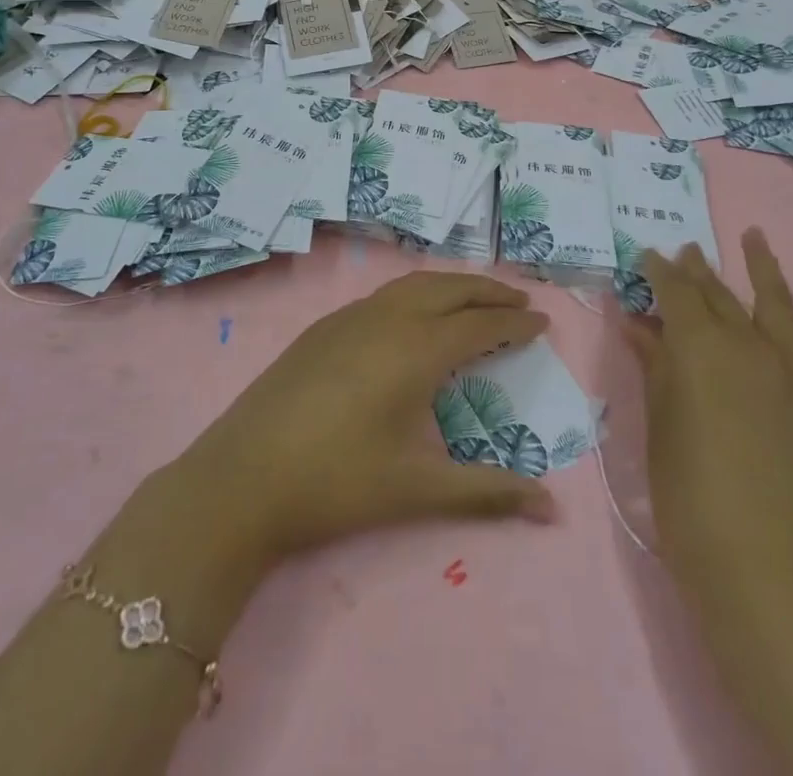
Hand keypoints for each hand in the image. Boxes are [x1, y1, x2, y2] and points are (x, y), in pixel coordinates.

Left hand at [162, 271, 556, 566]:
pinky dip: (418, 293)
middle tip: (519, 302)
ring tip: (476, 300)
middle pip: (450, 289)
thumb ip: (487, 492)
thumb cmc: (335, 483)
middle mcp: (387, 319)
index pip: (479, 325)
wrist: (241, 478)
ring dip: (452, 286)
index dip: (514, 323)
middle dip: (489, 291)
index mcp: (415, 350)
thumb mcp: (416, 490)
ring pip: (414, 284)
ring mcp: (350, 317)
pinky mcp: (324, 327)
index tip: (543, 321)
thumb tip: (551, 508)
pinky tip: (415, 317)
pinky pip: (385, 294)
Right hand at [625, 229, 792, 604]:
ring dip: (763, 266)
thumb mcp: (658, 422)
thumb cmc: (688, 493)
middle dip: (697, 271)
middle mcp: (747, 344)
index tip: (647, 257)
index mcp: (698, 346)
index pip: (674, 292)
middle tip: (684, 252)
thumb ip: (654, 366)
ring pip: (778, 304)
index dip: (658, 271)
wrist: (761, 563)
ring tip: (753, 236)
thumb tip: (638, 325)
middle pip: (718, 295)